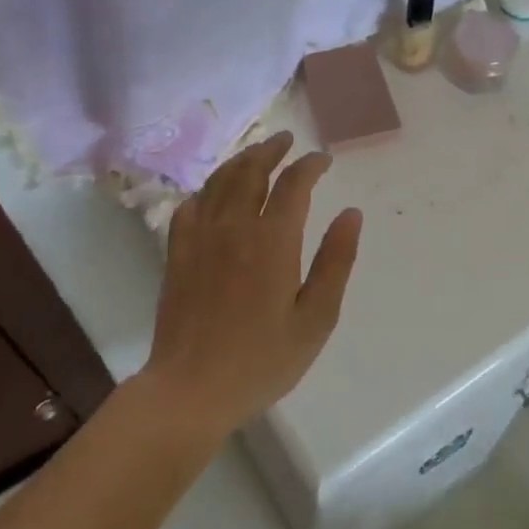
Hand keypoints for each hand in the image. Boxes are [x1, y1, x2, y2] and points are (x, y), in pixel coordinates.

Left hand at [143, 132, 363, 443]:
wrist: (191, 389)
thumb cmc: (262, 360)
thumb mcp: (315, 318)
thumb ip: (335, 262)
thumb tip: (351, 213)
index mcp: (273, 240)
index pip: (293, 184)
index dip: (310, 165)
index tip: (323, 159)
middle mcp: (234, 226)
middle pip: (251, 170)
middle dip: (272, 149)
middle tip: (287, 139)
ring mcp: (200, 237)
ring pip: (220, 181)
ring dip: (241, 160)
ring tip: (256, 153)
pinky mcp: (177, 253)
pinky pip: (191, 205)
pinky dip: (207, 189)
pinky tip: (214, 193)